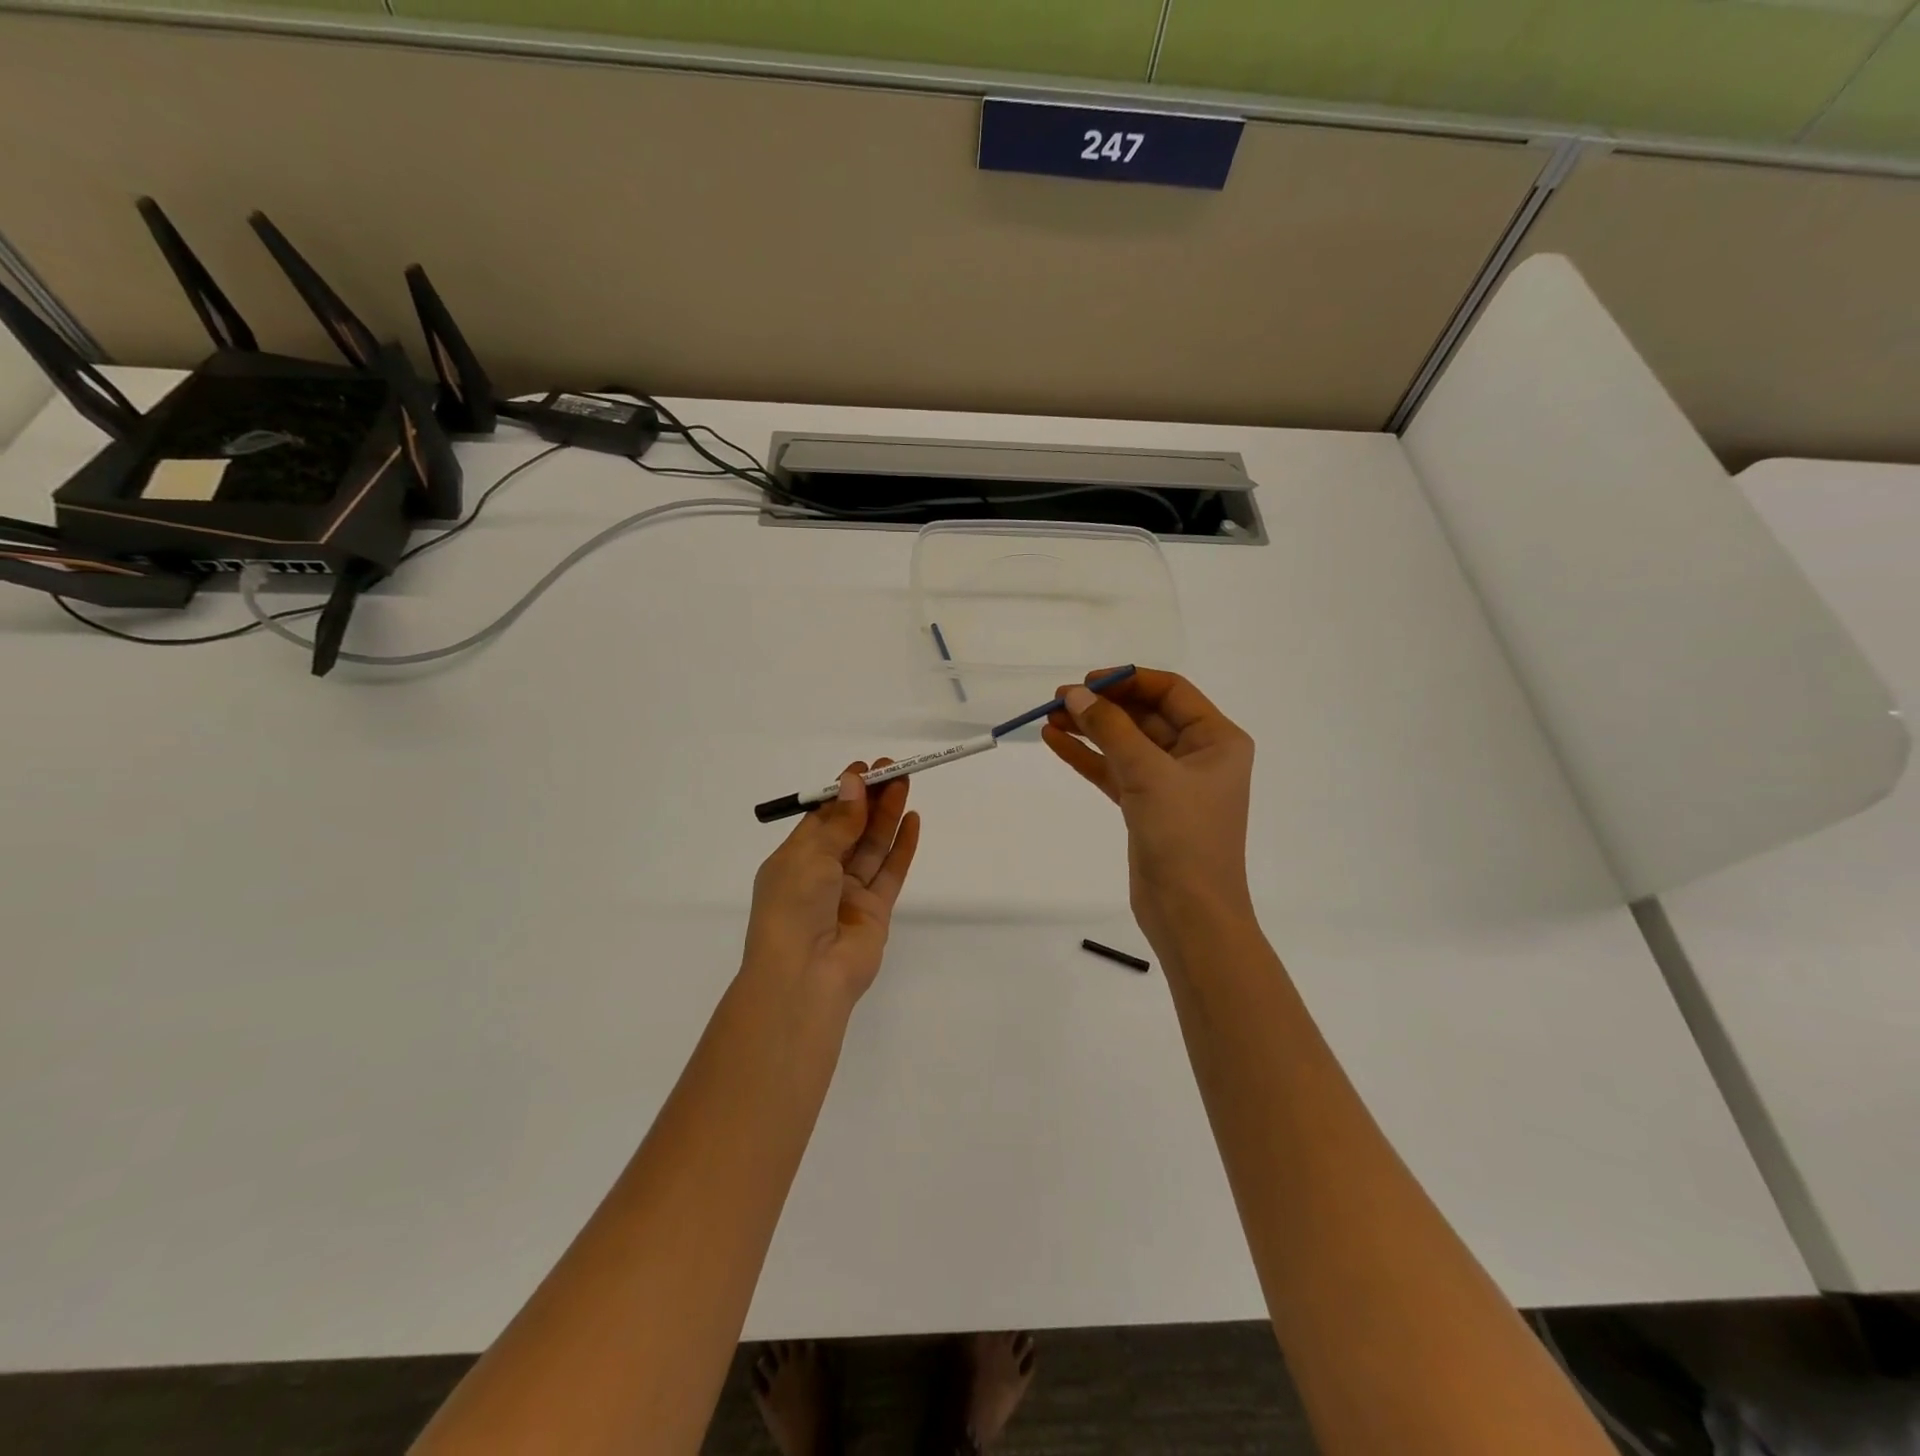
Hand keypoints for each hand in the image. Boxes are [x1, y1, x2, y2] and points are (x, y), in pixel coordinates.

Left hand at [742, 760, 920, 1008]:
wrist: (805, 975)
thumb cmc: (794, 907)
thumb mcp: (810, 855)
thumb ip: (839, 821)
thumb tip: (853, 782)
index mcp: (794, 860)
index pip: (822, 818)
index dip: (843, 792)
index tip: (865, 769)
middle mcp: (821, 874)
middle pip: (851, 829)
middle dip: (870, 799)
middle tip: (892, 770)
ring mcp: (850, 894)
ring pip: (873, 847)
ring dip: (888, 815)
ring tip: (905, 784)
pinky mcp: (876, 911)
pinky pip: (890, 872)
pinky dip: (902, 847)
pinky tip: (913, 820)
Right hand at [1042, 669, 1255, 948]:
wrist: (1190, 915)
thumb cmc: (1184, 837)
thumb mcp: (1148, 774)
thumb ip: (1111, 728)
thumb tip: (1075, 694)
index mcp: (1216, 739)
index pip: (1170, 692)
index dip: (1127, 681)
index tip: (1086, 682)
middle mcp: (1197, 755)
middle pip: (1144, 715)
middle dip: (1102, 706)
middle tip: (1057, 701)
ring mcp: (1170, 783)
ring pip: (1125, 744)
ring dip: (1089, 731)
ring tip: (1048, 720)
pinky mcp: (1147, 807)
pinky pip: (1114, 771)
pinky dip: (1087, 758)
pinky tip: (1055, 743)